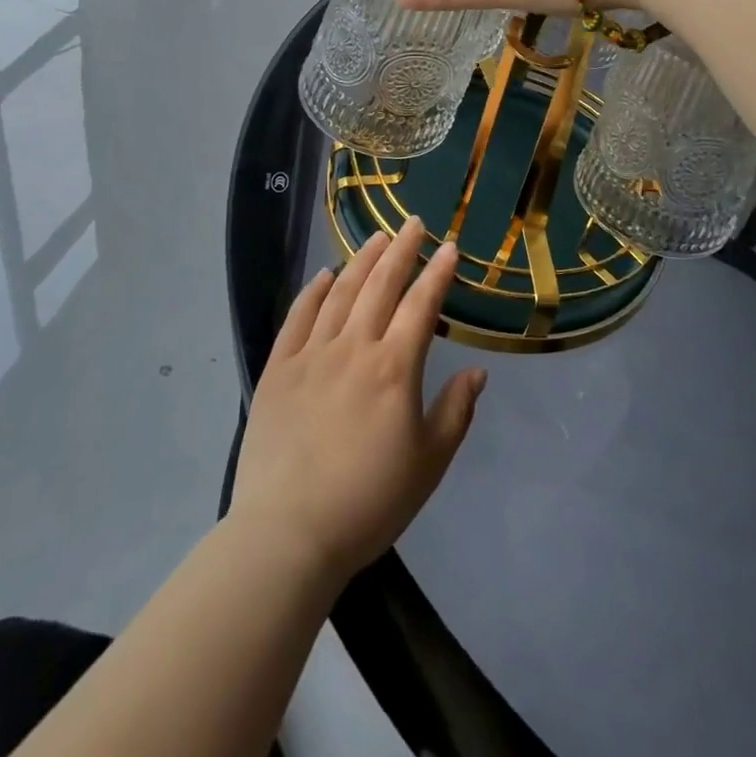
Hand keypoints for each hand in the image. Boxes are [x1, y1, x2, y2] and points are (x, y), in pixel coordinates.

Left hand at [229, 219, 486, 584]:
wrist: (287, 534)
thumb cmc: (368, 502)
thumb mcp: (428, 464)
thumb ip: (455, 412)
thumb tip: (477, 372)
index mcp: (394, 368)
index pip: (421, 304)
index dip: (438, 272)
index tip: (451, 246)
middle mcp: (353, 347)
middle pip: (381, 285)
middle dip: (401, 250)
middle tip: (413, 222)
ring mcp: (311, 354)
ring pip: (340, 293)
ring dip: (361, 260)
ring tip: (377, 237)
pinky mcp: (277, 369)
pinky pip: (297, 317)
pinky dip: (312, 291)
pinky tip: (323, 275)